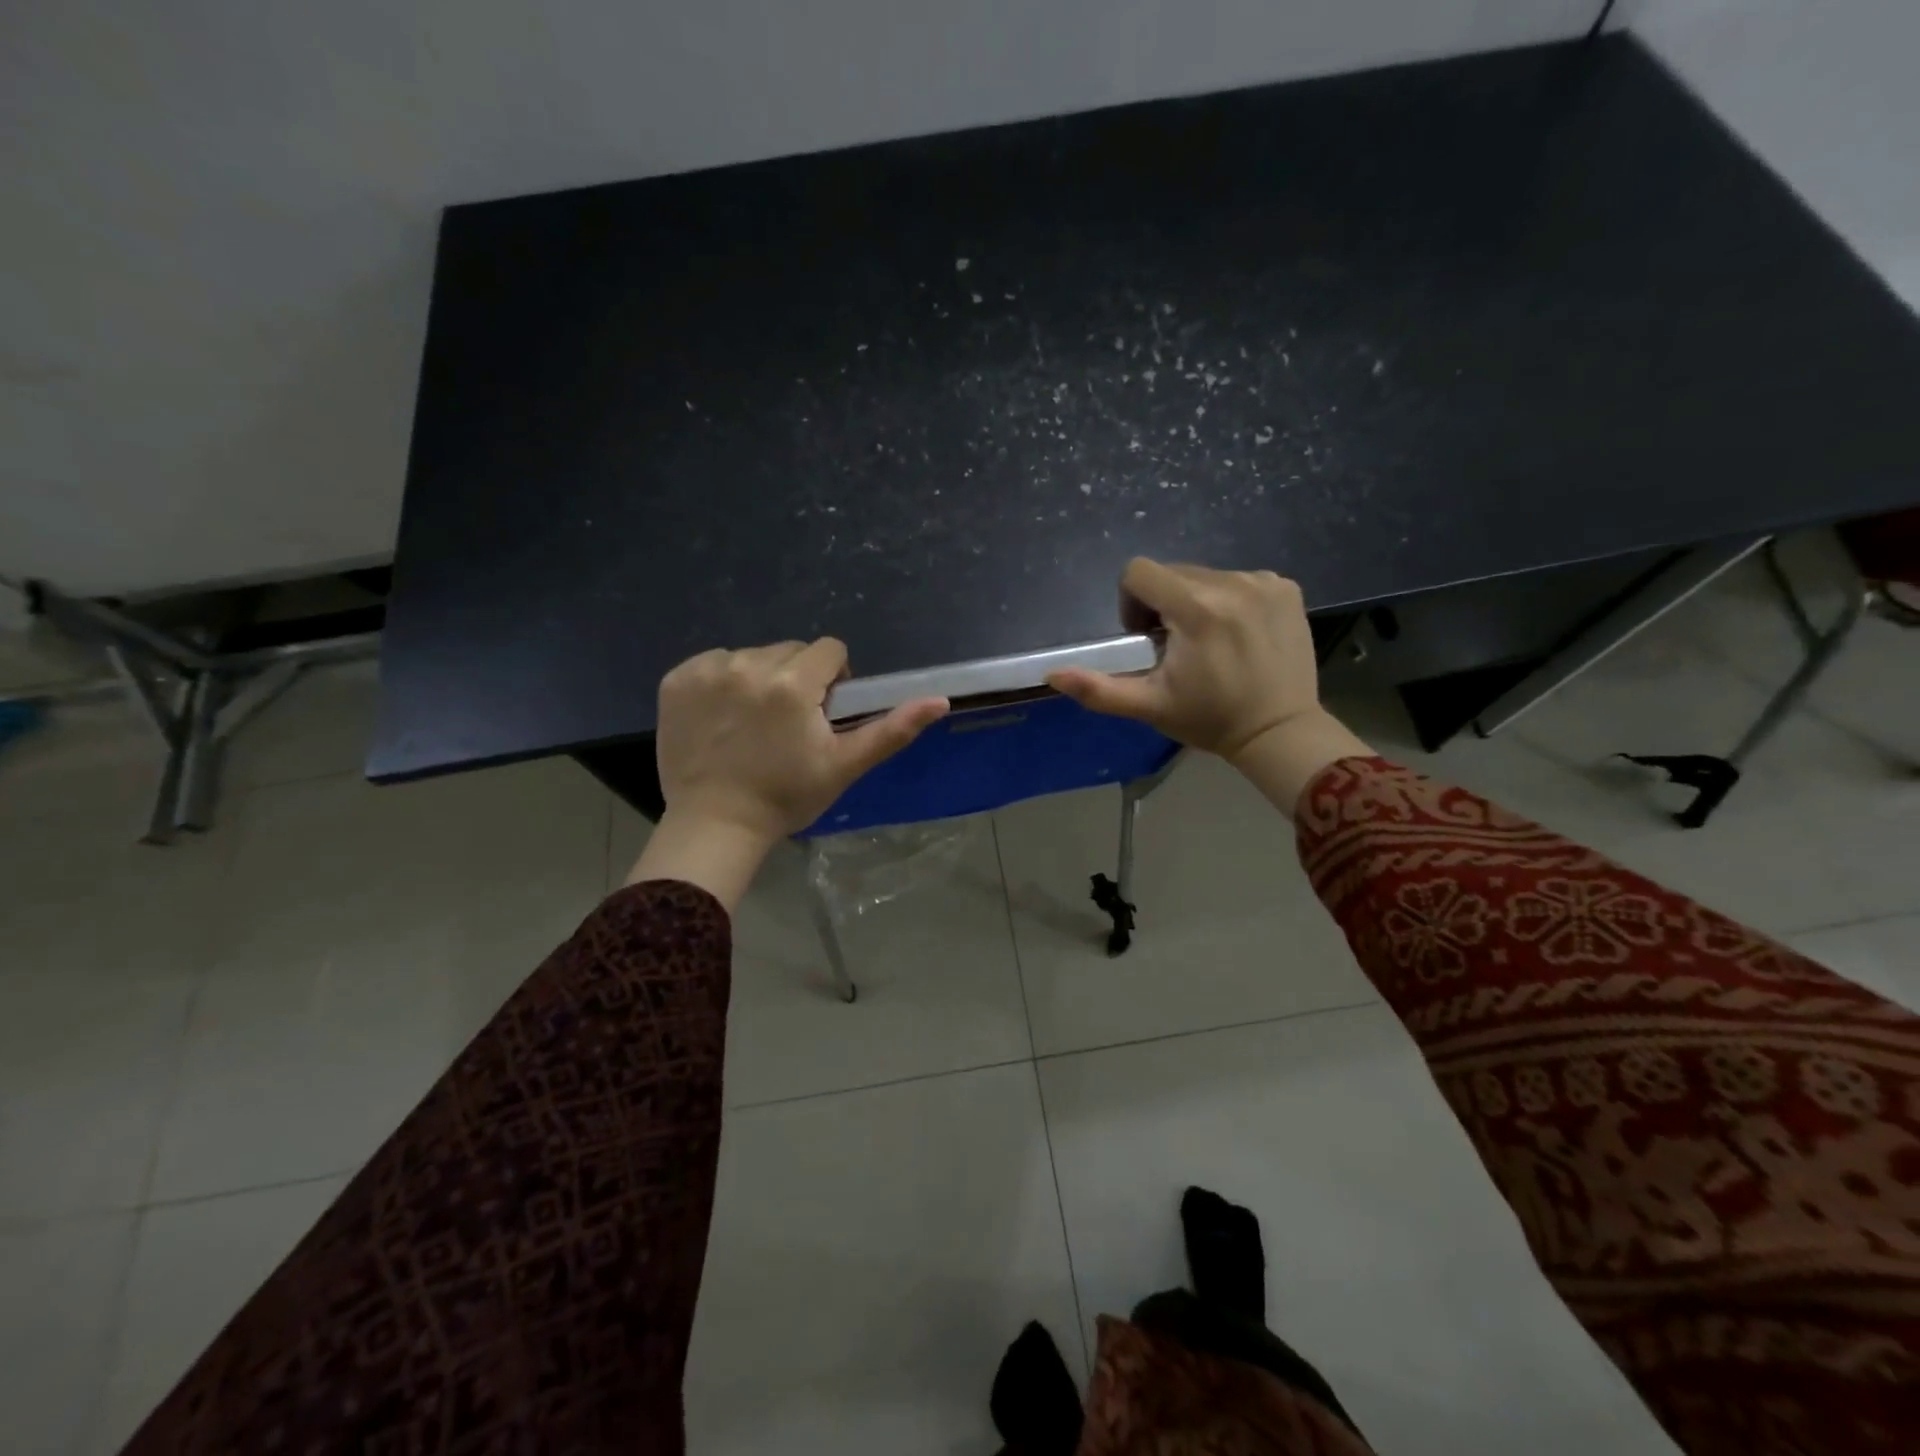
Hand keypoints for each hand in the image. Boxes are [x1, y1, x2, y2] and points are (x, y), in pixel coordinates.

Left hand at [629, 638, 946, 906]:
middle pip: (791, 650)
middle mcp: (748, 665)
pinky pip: (713, 663)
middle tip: (789, 723)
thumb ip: (892, 730)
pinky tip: (722, 718)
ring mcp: (707, 671)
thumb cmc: (786, 798)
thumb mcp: (845, 766)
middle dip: (797, 678)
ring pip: (752, 655)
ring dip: (760, 678)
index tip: (822, 713)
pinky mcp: (676, 680)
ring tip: (754, 723)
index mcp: (792, 682)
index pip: (829, 650)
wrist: (715, 825)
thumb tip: (941, 700)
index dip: (833, 680)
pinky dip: (722, 682)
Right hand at [1047, 558, 1369, 814]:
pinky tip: (1239, 636)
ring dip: (1196, 602)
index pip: (1140, 571)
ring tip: (1210, 644)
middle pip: (1172, 572)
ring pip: (1206, 575)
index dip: (1132, 602)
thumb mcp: (1148, 706)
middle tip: (1178, 648)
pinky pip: (1240, 580)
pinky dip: (1230, 601)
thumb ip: (1098, 689)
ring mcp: (1264, 582)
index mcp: (1196, 608)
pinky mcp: (1286, 588)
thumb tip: (1052, 674)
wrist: (1279, 731)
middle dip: (1164, 604)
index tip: (1147, 637)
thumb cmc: (1209, 719)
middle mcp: (1232, 582)